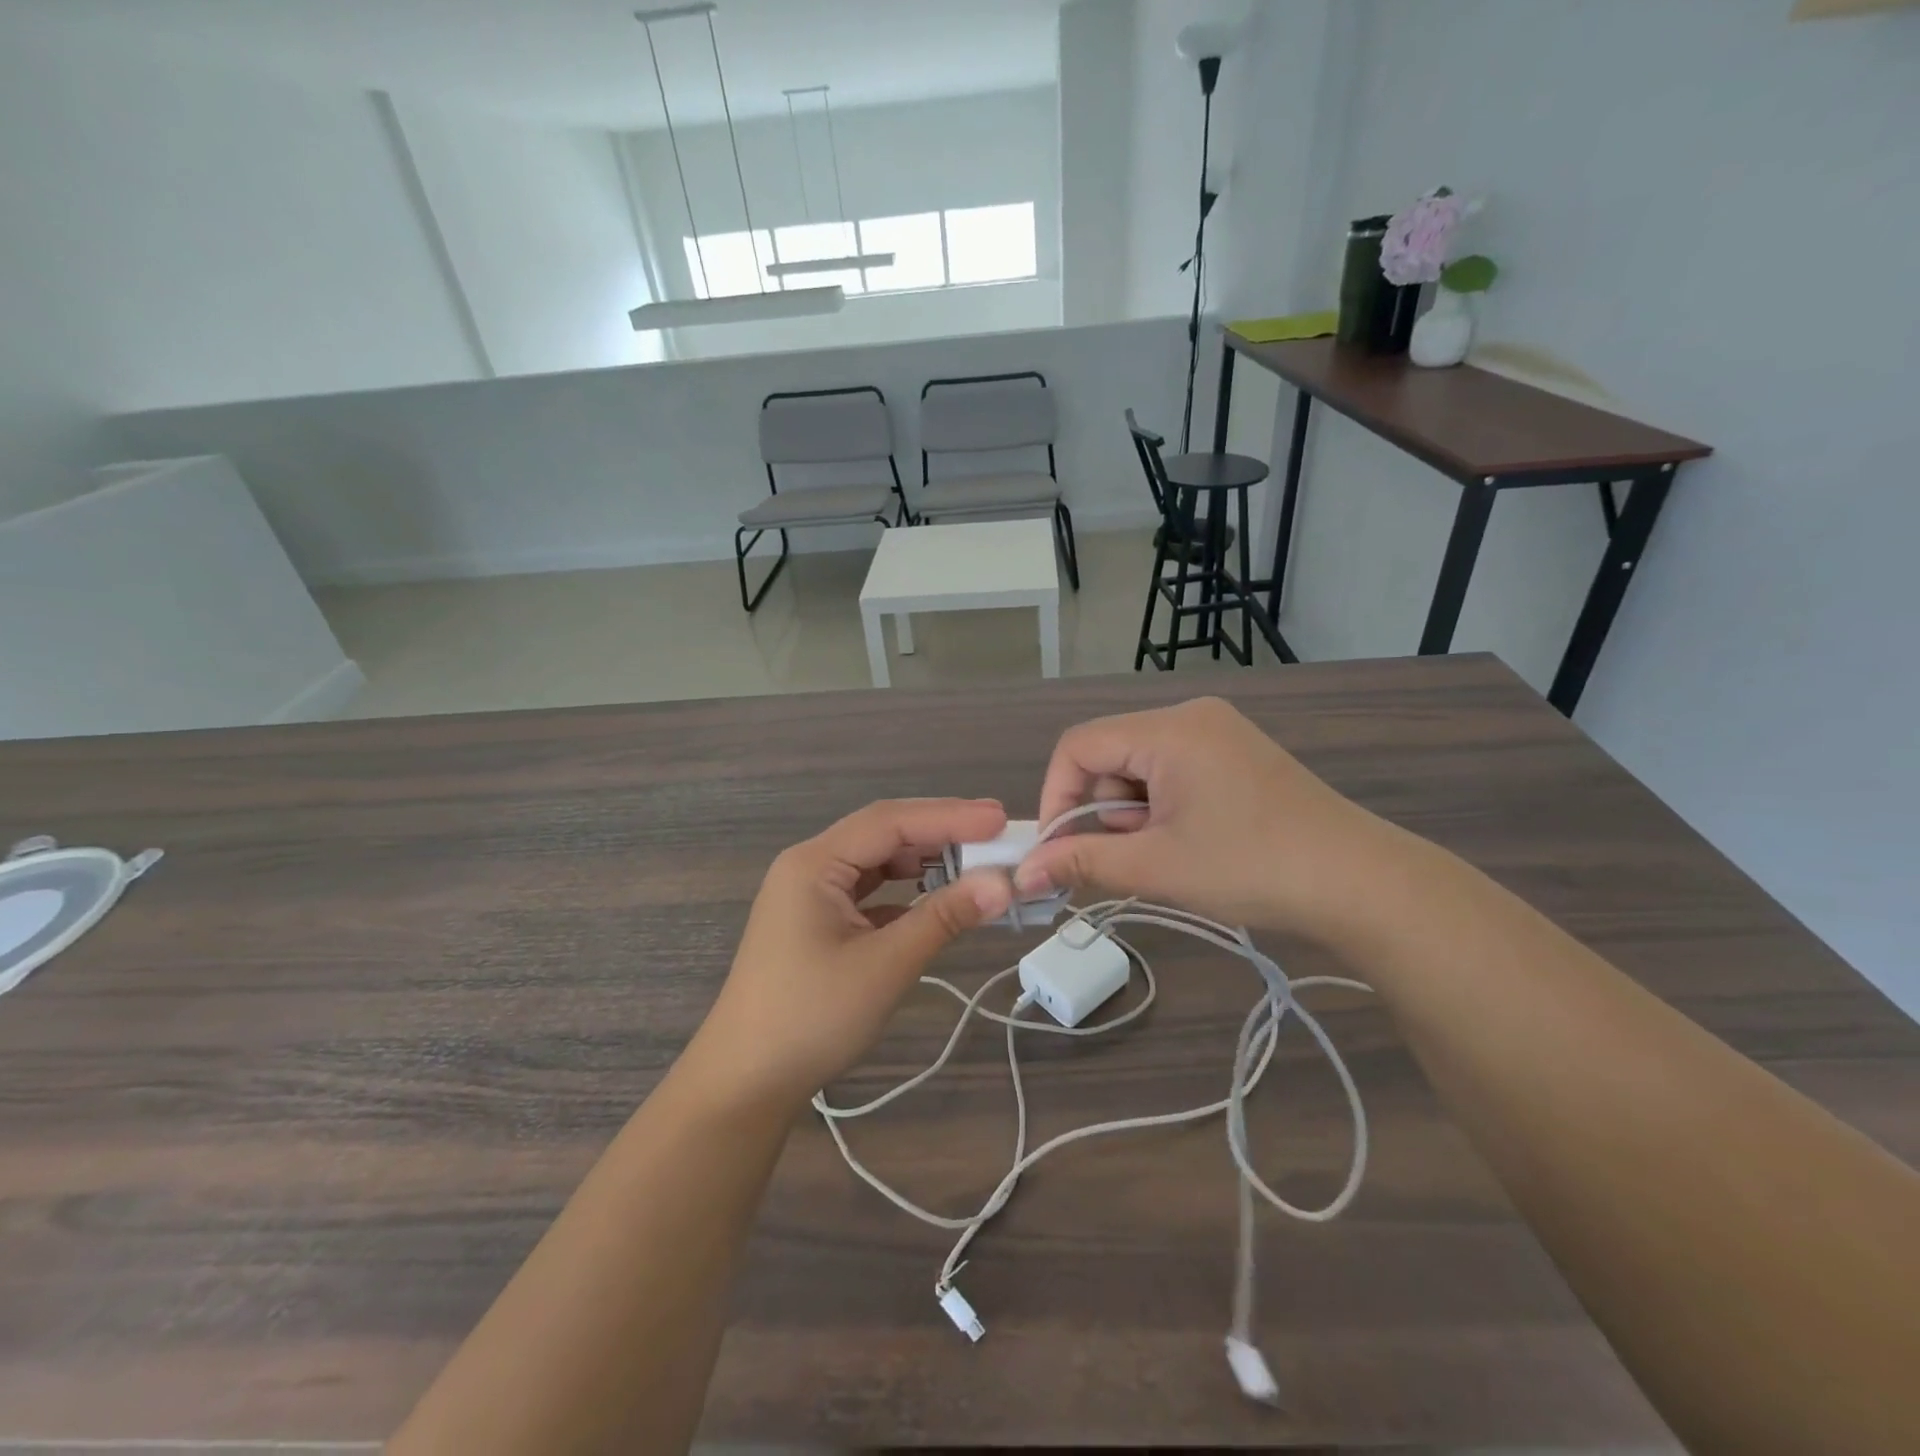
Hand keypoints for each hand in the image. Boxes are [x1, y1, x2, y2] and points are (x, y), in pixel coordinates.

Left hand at [689, 799, 1014, 1107]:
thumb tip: (1003, 885)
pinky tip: (936, 899)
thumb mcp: (884, 965)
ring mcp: (811, 895)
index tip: (1000, 818)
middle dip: (940, 831)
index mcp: (814, 863)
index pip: (890, 822)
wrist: (745, 1083)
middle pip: (883, 833)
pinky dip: (906, 891)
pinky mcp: (818, 922)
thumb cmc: (811, 1018)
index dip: (949, 817)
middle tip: (997, 832)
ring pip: (877, 861)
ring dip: (924, 860)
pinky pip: (869, 891)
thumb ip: (943, 918)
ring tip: (975, 860)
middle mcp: (810, 867)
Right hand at [1015, 697, 1399, 938]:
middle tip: (1123, 859)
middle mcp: (1191, 716)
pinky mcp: (1237, 754)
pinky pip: (1173, 771)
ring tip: (1164, 856)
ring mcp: (1219, 733)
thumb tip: (1024, 874)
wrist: (1360, 884)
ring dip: (1133, 813)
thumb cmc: (1251, 867)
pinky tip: (1187, 842)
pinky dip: (1162, 807)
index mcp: (1169, 729)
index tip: (1058, 849)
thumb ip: (1083, 861)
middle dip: (1102, 809)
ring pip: (1140, 766)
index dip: (1057, 796)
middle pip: (1110, 754)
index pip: (1078, 745)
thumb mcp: (1157, 866)